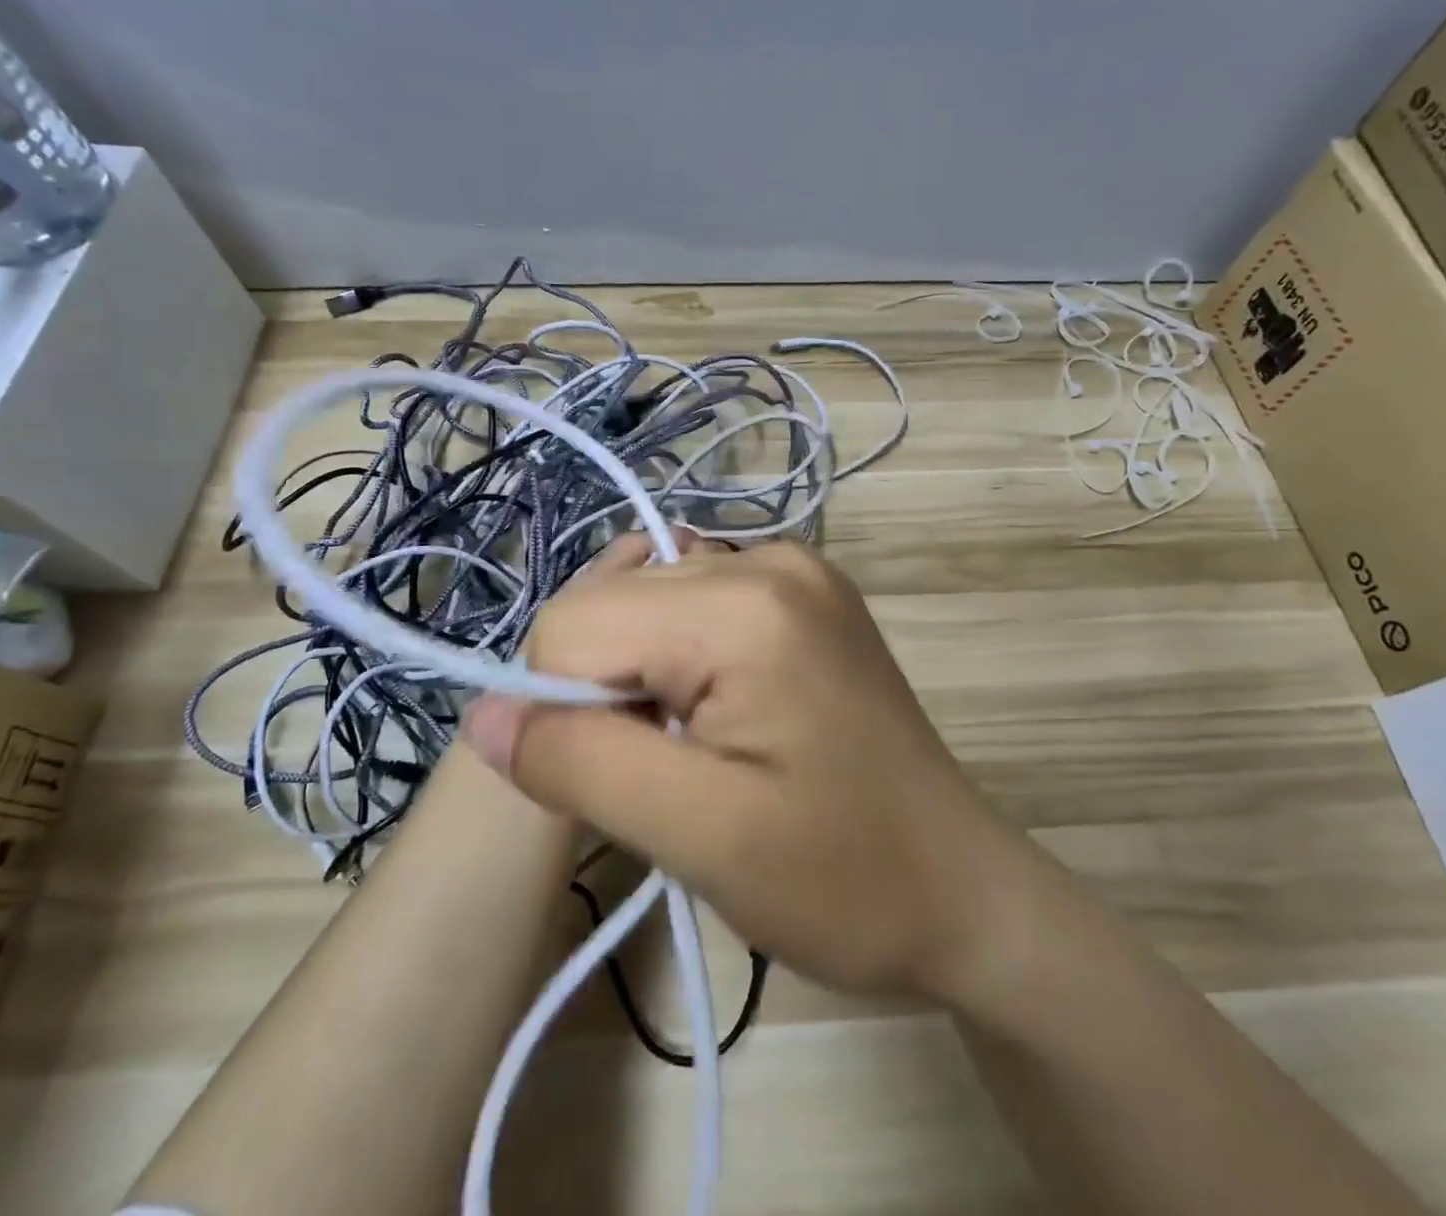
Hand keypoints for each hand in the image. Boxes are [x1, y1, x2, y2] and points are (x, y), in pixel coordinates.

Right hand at [462, 539, 1028, 999]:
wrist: (962, 889)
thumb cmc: (844, 879)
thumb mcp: (700, 835)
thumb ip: (581, 762)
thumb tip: (483, 713)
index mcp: (743, 602)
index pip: (574, 626)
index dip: (565, 711)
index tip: (622, 780)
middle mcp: (767, 557)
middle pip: (613, 608)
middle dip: (609, 694)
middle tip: (675, 774)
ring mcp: (792, 568)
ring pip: (647, 608)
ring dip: (645, 682)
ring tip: (707, 751)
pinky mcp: (802, 595)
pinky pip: (694, 610)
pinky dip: (682, 666)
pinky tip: (727, 720)